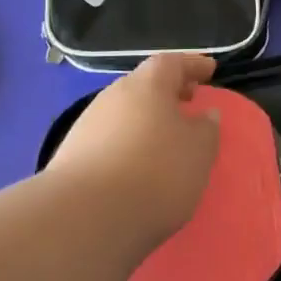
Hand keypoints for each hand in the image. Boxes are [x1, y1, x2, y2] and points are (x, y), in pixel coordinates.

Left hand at [47, 54, 221, 249]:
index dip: (192, 65)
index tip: (210, 70)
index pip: (172, 62)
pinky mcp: (71, 156)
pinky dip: (127, 144)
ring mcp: (88, 125)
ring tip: (164, 140)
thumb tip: (206, 115)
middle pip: (144, 85)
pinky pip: (109, 140)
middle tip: (187, 102)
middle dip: (167, 92)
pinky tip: (136, 166)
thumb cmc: (155, 173)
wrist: (85, 218)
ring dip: (145, 120)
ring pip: (124, 112)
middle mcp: (114, 95)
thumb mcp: (198, 151)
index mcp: (147, 84)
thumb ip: (207, 129)